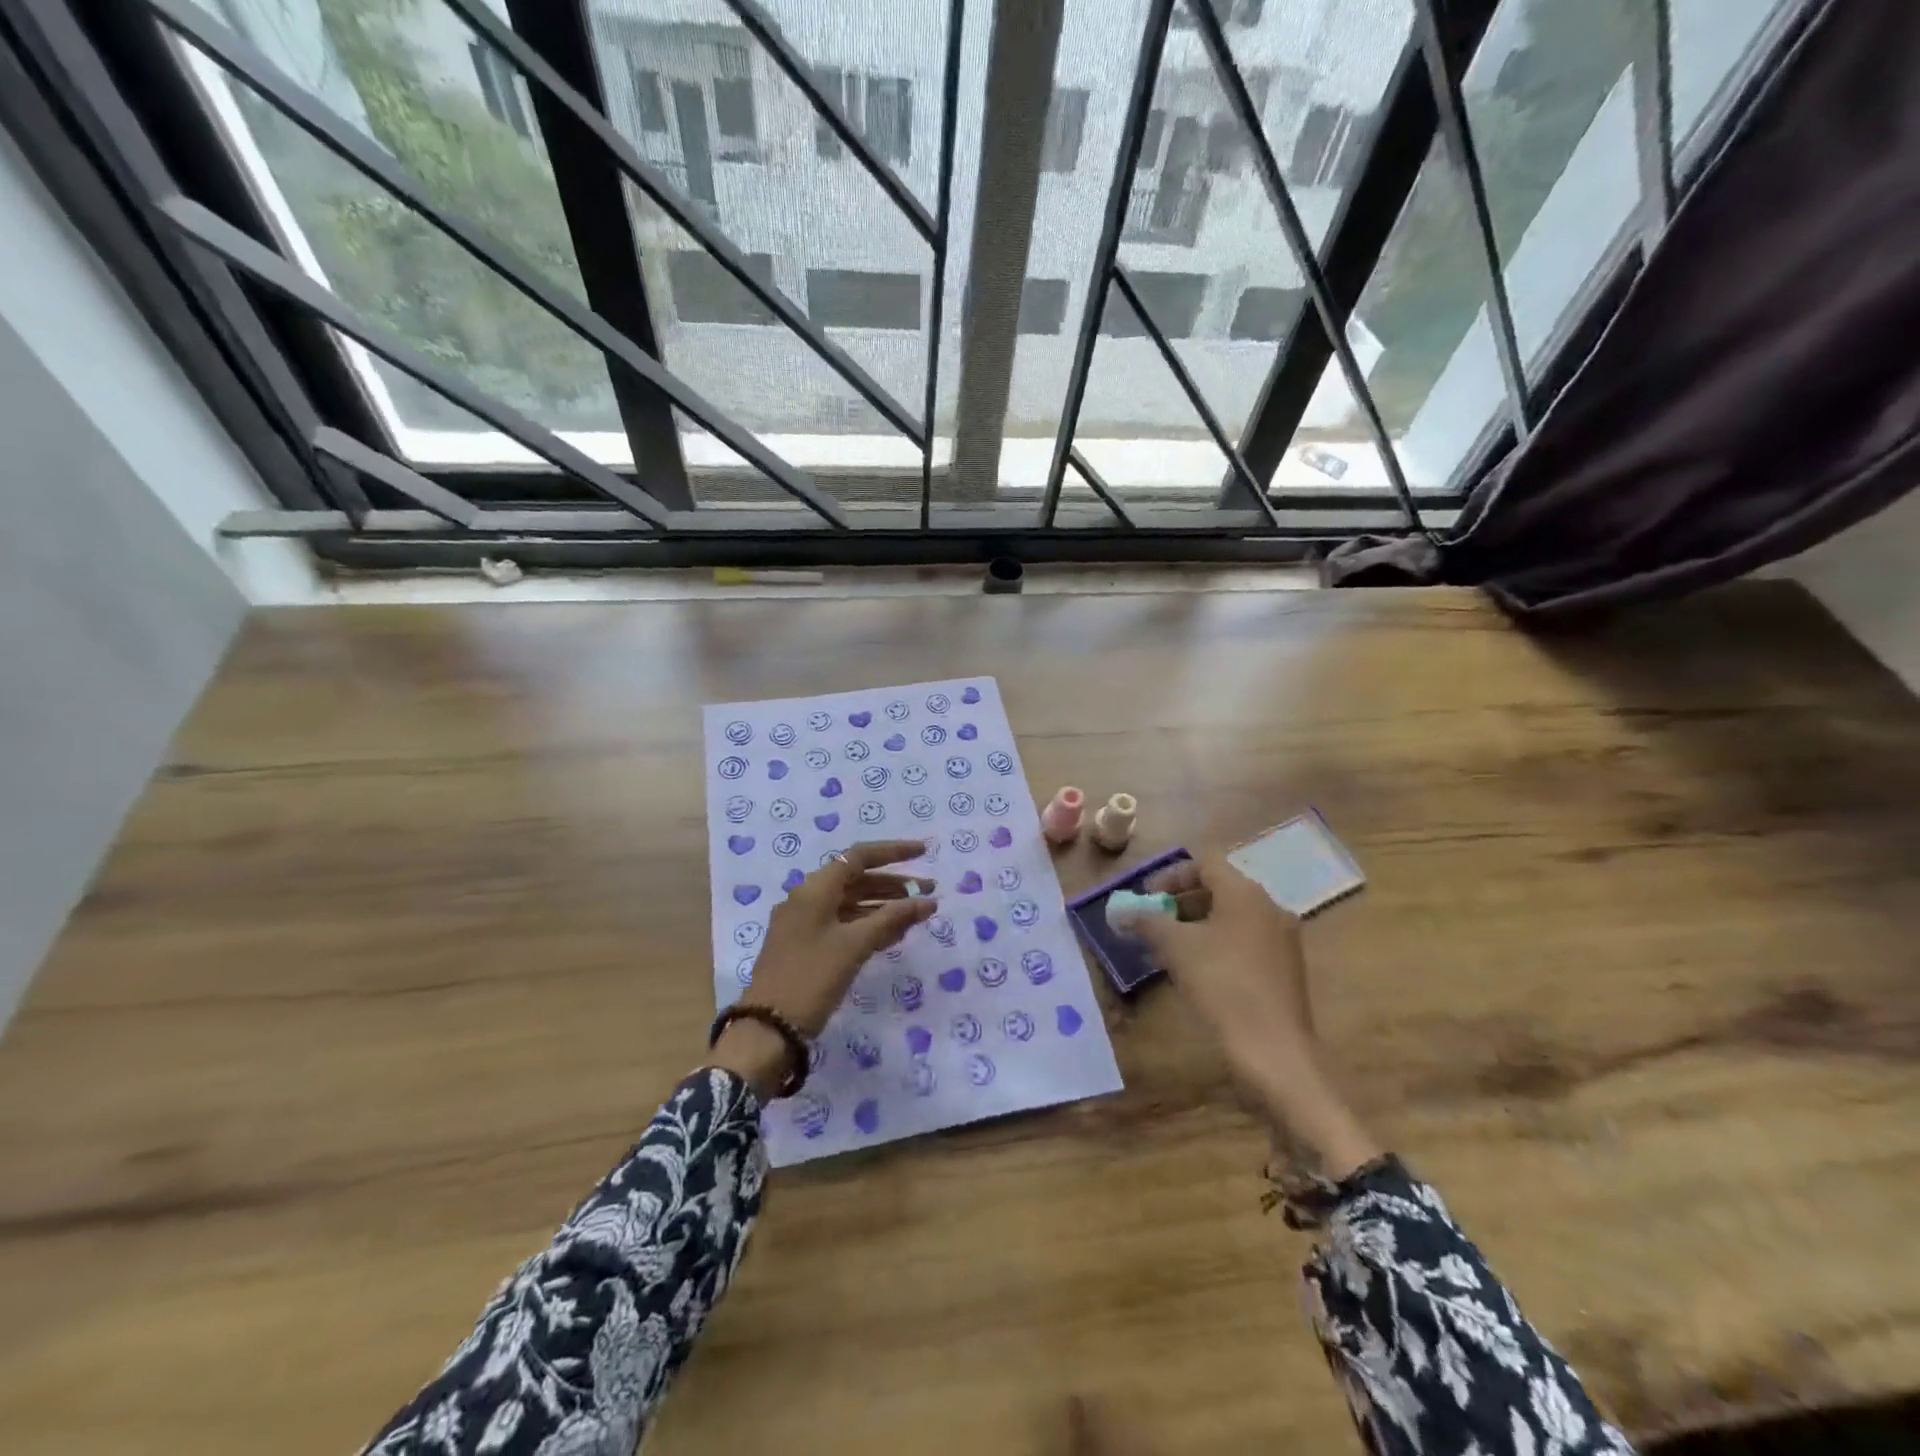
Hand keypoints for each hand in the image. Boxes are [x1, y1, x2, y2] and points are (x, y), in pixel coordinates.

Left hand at [713, 841, 935, 1096]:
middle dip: (894, 884)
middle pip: (856, 880)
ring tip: (917, 916)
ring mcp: (805, 924)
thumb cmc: (811, 978)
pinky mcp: (806, 947)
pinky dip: (869, 925)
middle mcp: (808, 899)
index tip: (924, 852)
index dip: (893, 852)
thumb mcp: (854, 946)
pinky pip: (843, 925)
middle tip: (929, 892)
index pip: (859, 857)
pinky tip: (894, 936)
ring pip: (851, 904)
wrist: (767, 1030)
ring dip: (884, 906)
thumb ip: (892, 919)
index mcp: (814, 889)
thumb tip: (927, 901)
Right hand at [1134, 853, 1378, 1177]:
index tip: (1146, 897)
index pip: (1205, 862)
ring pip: (1231, 917)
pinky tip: (1196, 970)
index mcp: (1245, 893)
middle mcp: (1269, 907)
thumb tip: (1125, 911)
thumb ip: (1147, 921)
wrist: (1274, 1051)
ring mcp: (1281, 939)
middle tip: (1152, 920)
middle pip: (1219, 888)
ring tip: (1167, 947)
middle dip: (1180, 901)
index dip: (1170, 874)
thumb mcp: (1175, 948)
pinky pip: (1243, 941)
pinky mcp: (1284, 968)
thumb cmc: (1222, 986)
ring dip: (1196, 924)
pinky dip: (1216, 944)